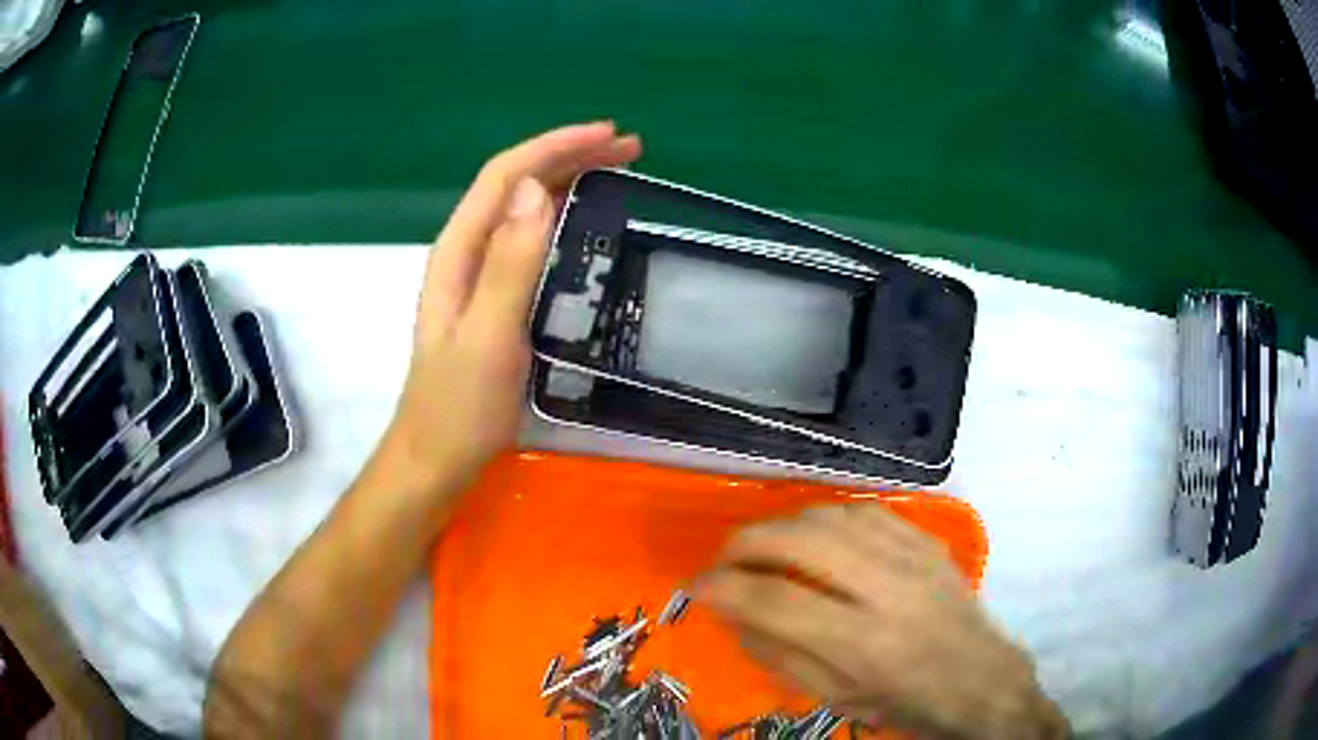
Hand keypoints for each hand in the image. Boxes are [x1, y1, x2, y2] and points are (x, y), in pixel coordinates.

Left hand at [385, 122, 641, 488]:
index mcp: (459, 252)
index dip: (555, 147)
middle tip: (629, 149)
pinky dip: (561, 218)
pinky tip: (584, 224)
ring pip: (522, 209)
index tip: (610, 135)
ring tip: (615, 172)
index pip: (505, 176)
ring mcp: (477, 276)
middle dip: (569, 156)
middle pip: (515, 185)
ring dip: (567, 181)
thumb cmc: (460, 407)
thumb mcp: (488, 336)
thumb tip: (535, 189)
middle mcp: (465, 253)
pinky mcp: (492, 300)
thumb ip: (509, 264)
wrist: (436, 458)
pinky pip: (529, 241)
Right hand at [697, 504, 1067, 739]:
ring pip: (833, 515)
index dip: (725, 587)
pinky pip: (867, 510)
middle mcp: (890, 591)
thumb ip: (780, 656)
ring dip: (784, 524)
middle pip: (803, 540)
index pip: (777, 600)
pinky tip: (815, 534)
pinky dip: (827, 516)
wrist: (982, 680)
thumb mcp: (837, 699)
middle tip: (724, 558)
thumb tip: (735, 612)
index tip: (697, 586)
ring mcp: (915, 558)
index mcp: (865, 645)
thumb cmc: (906, 703)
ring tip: (764, 546)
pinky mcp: (930, 542)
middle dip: (748, 541)